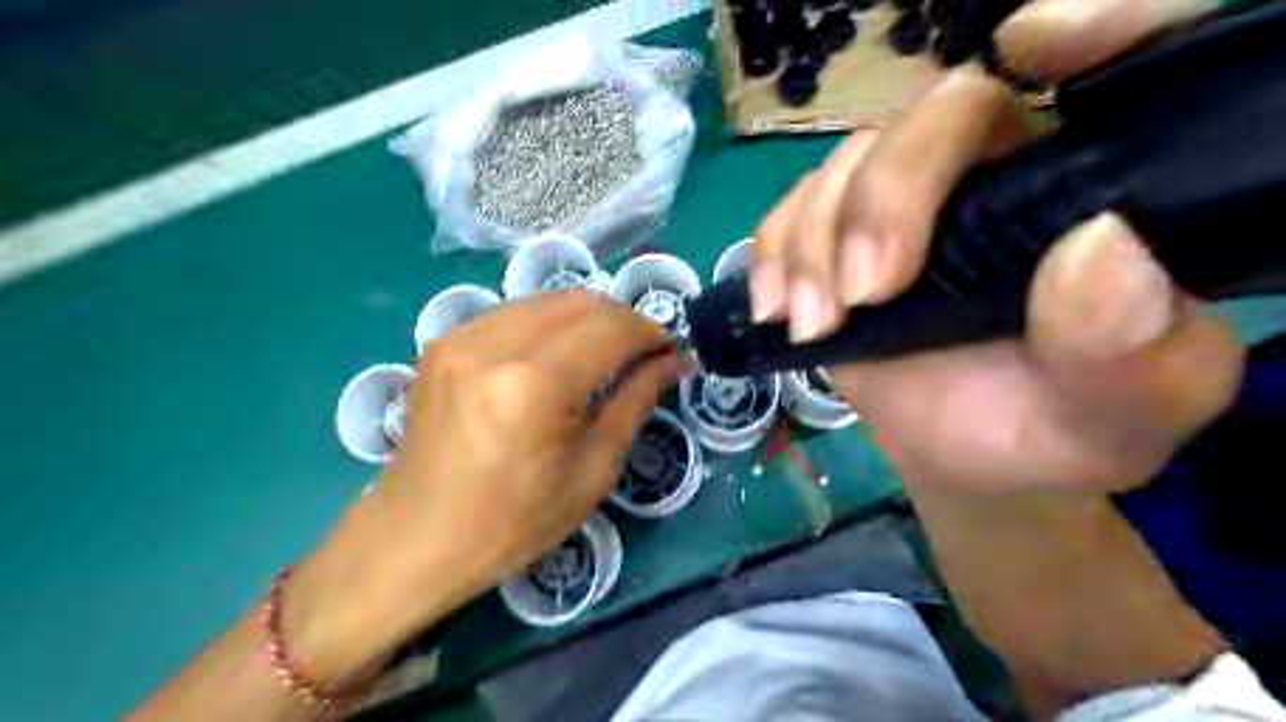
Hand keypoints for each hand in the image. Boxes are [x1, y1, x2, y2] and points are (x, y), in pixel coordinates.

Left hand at [286, 290, 676, 686]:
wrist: (415, 539)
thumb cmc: (512, 523)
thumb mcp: (591, 471)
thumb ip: (634, 402)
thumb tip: (672, 361)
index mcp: (533, 386)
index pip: (611, 329)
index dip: (650, 333)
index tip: (671, 352)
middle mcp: (492, 344)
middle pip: (581, 302)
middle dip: (623, 321)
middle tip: (643, 355)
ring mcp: (461, 336)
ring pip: (549, 300)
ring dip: (589, 320)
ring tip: (605, 356)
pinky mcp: (445, 340)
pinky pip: (516, 312)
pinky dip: (551, 325)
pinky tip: (558, 358)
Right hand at [756, 1, 1245, 488]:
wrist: (964, 456)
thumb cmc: (1050, 429)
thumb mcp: (1121, 411)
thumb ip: (1133, 347)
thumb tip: (1099, 251)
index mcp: (1086, 191)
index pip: (1109, 65)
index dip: (1090, 20)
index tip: (1037, 40)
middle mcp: (995, 173)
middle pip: (929, 118)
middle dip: (880, 201)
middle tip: (862, 295)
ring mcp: (903, 203)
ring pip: (843, 166)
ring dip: (811, 245)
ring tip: (813, 329)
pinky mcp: (837, 238)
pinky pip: (788, 210)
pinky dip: (772, 255)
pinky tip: (777, 308)